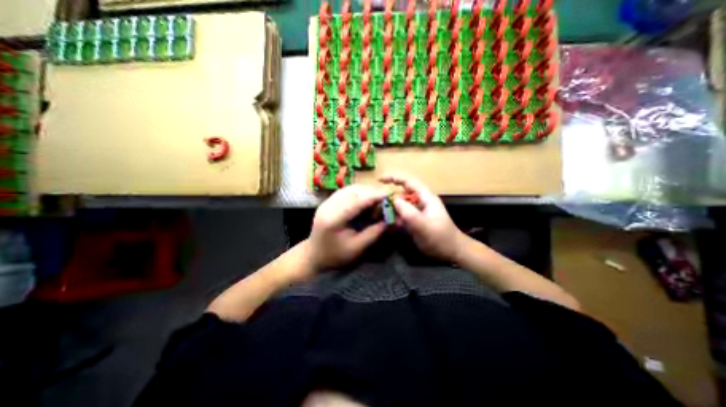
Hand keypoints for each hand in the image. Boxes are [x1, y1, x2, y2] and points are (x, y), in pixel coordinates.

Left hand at [306, 185, 388, 269]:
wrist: (314, 255)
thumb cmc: (336, 255)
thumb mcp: (357, 248)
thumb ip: (374, 232)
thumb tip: (390, 219)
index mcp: (333, 219)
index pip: (356, 202)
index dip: (373, 196)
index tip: (388, 195)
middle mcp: (328, 206)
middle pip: (353, 191)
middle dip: (371, 192)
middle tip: (384, 200)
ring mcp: (326, 202)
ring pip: (349, 189)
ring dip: (365, 192)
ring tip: (375, 202)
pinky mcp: (327, 201)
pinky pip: (345, 191)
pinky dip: (358, 193)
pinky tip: (364, 201)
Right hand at [381, 173, 463, 262]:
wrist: (451, 252)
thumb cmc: (439, 237)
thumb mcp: (422, 225)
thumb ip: (407, 211)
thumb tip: (393, 199)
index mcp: (425, 197)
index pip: (409, 181)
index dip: (394, 177)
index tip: (379, 180)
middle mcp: (421, 201)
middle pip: (403, 193)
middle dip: (390, 197)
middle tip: (378, 205)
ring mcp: (418, 211)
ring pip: (401, 205)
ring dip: (391, 209)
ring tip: (382, 215)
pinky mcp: (416, 220)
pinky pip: (402, 215)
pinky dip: (395, 217)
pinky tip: (390, 223)